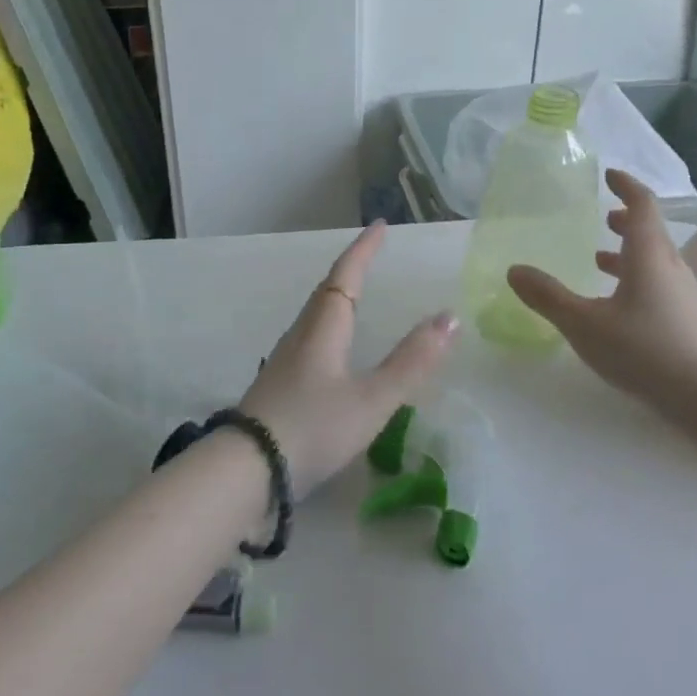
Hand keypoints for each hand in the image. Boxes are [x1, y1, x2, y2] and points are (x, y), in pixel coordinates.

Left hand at [242, 222, 458, 495]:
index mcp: (324, 328)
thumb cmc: (313, 428)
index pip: (346, 276)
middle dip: (351, 268)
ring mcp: (286, 359)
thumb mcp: (372, 399)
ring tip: (356, 292)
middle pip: (328, 291)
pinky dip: (330, 323)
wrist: (247, 470)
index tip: (380, 225)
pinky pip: (310, 337)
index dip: (364, 250)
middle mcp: (302, 334)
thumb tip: (450, 317)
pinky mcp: (279, 384)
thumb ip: (411, 362)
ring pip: (316, 314)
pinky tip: (332, 346)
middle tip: (371, 253)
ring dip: (338, 295)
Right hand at [507, 169, 696, 462]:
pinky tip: (617, 302)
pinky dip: (635, 277)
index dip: (626, 186)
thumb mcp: (584, 323)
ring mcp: (682, 295)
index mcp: (648, 255)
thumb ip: (548, 297)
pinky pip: (658, 283)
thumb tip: (514, 270)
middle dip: (627, 219)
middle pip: (651, 231)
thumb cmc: (643, 350)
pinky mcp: (686, 319)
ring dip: (630, 251)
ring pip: (655, 260)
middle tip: (604, 216)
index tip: (610, 175)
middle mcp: (669, 267)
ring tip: (600, 257)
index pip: (642, 206)